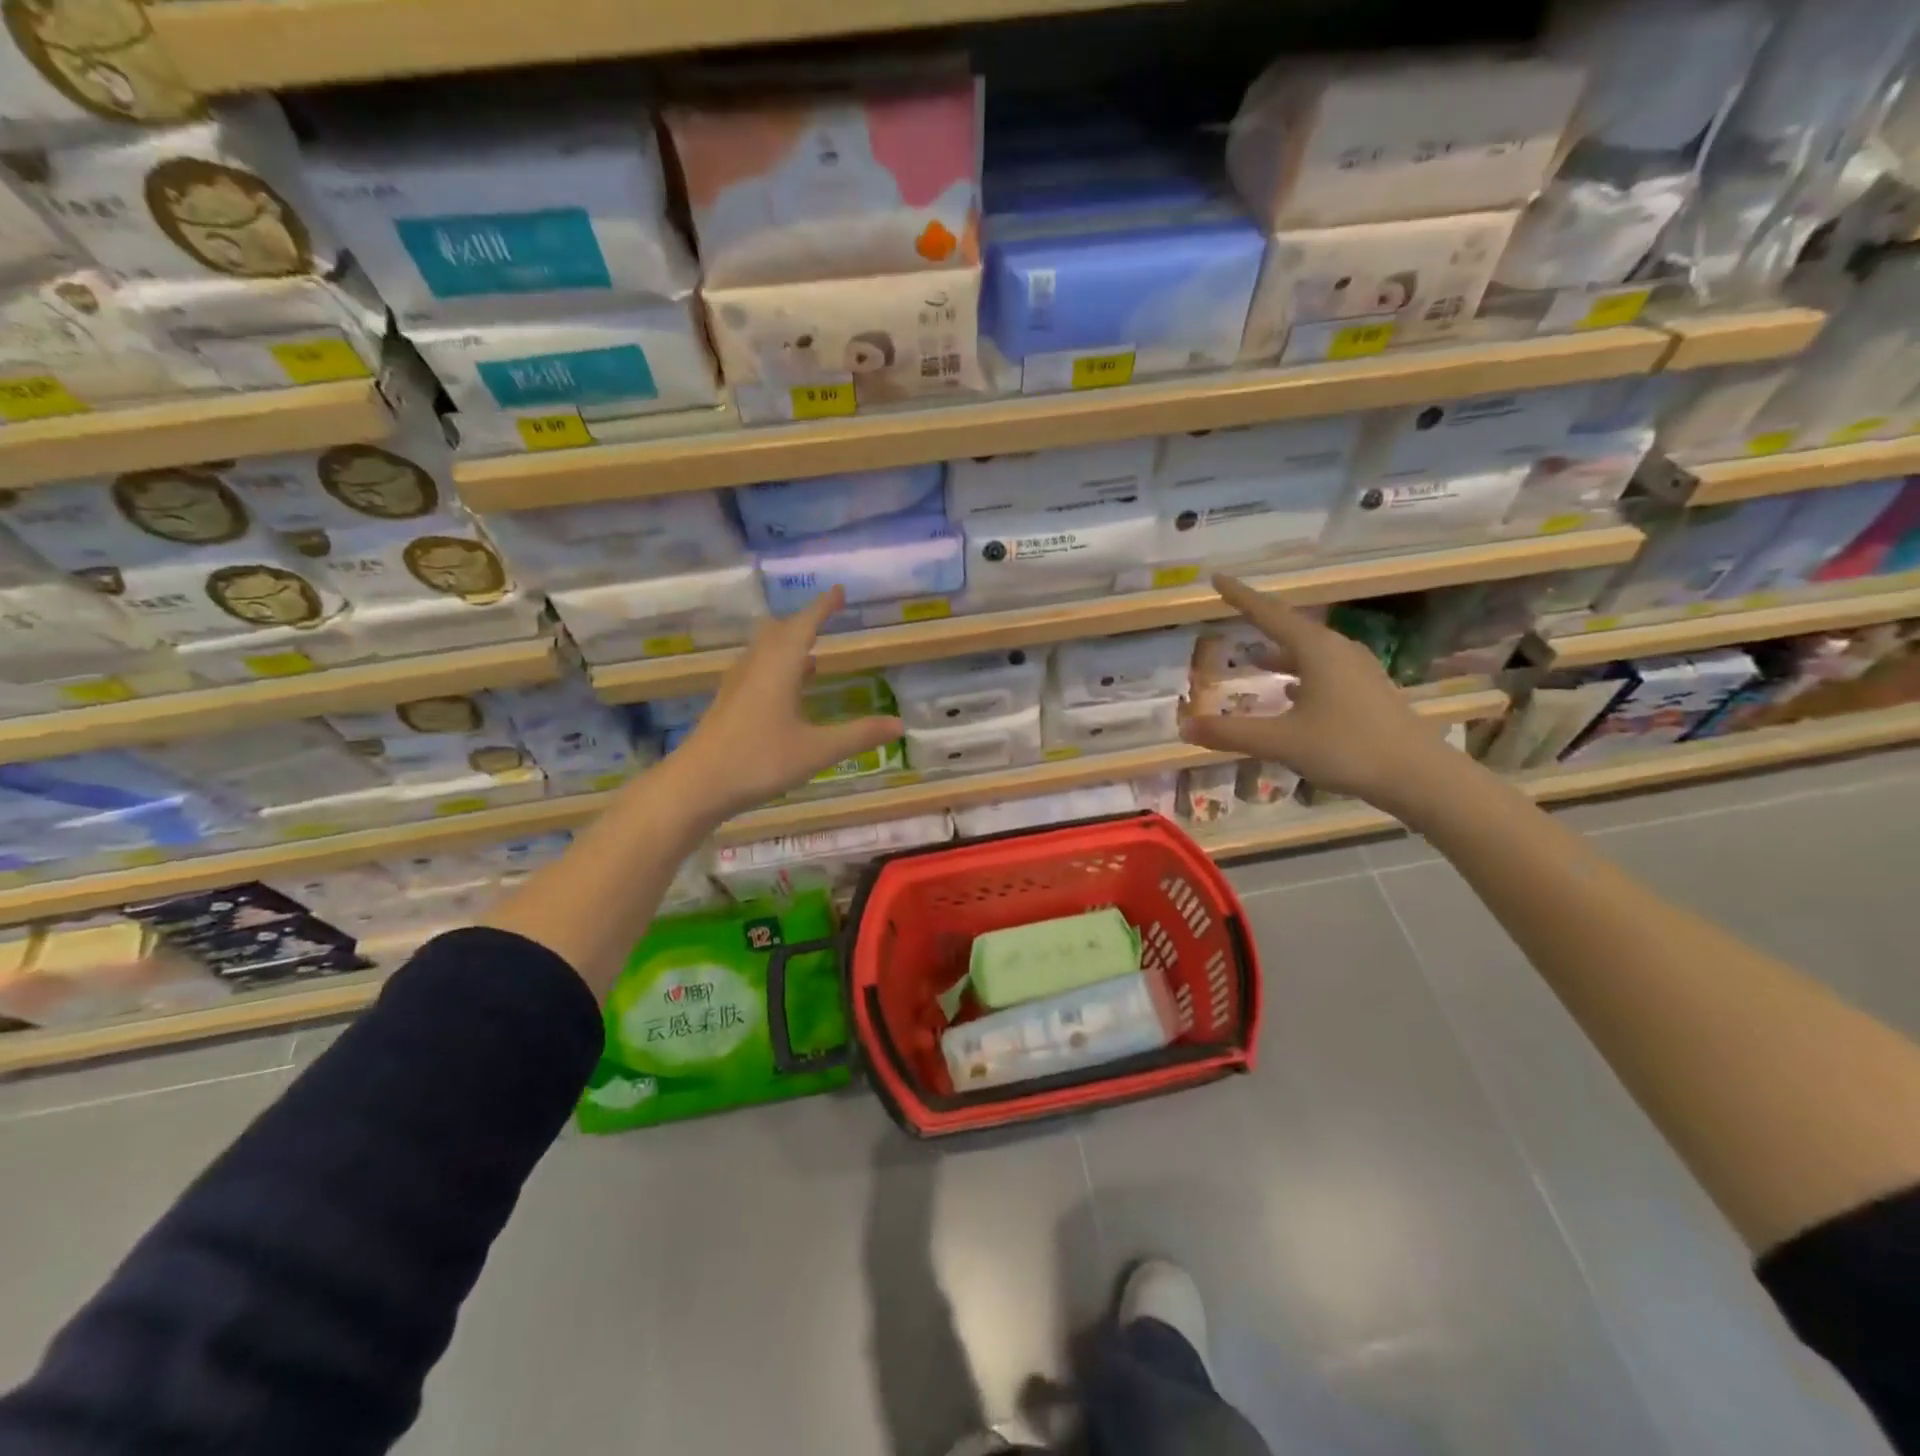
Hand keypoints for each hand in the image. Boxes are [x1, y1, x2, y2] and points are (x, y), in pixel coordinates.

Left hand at [670, 587, 902, 821]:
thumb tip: (899, 724)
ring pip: (763, 651)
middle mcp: (756, 667)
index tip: (838, 590)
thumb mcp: (817, 750)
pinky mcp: (728, 704)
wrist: (696, 785)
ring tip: (811, 653)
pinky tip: (786, 690)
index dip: (823, 607)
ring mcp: (737, 685)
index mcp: (779, 667)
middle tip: (824, 617)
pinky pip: (756, 670)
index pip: (804, 625)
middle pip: (778, 631)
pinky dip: (776, 667)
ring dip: (787, 644)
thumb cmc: (758, 760)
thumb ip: (859, 735)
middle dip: (802, 622)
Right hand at [1179, 574, 1454, 810]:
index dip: (1240, 596)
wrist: (1419, 776)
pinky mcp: (1368, 693)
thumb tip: (1185, 725)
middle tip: (1233, 616)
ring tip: (1255, 658)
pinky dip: (1299, 675)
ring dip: (1280, 654)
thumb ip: (1231, 733)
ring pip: (1309, 653)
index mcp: (1317, 650)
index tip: (1217, 578)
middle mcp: (1339, 651)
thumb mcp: (1281, 741)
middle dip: (1260, 624)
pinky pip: (1324, 672)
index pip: (1269, 613)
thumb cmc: (1347, 748)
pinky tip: (1291, 693)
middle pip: (1292, 629)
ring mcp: (1358, 672)